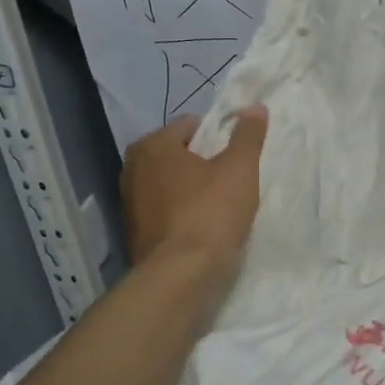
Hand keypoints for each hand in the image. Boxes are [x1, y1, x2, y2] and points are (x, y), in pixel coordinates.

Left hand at [121, 106, 268, 274]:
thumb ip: (248, 135)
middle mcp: (132, 168)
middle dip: (202, 163)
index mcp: (152, 145)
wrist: (179, 277)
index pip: (191, 125)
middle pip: (178, 155)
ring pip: (169, 184)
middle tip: (231, 181)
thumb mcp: (240, 170)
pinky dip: (180, 214)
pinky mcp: (133, 234)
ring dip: (191, 190)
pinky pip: (164, 211)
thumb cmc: (210, 213)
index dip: (219, 136)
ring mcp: (129, 203)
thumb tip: (255, 107)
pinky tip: (201, 228)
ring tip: (219, 206)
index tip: (237, 157)